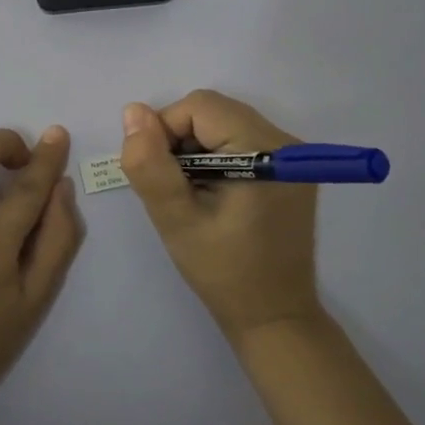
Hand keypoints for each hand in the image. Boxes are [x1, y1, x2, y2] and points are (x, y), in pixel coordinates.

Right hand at [121, 90, 321, 346]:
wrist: (274, 317)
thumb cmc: (222, 271)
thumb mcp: (175, 219)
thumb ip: (150, 164)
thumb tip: (132, 111)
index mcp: (264, 150)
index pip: (199, 107)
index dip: (165, 130)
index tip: (158, 175)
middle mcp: (285, 141)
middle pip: (214, 110)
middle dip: (180, 138)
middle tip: (172, 186)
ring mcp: (292, 155)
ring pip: (224, 122)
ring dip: (195, 147)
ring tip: (190, 191)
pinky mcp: (290, 168)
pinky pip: (240, 139)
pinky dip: (215, 154)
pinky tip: (210, 191)